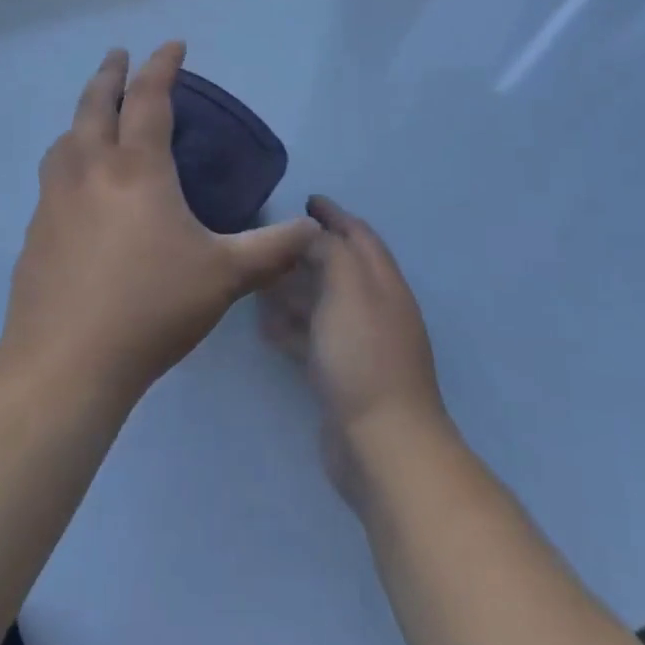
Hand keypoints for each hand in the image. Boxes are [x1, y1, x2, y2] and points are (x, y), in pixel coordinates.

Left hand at [5, 43, 318, 399]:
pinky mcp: (36, 230)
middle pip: (95, 104)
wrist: (67, 363)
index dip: (162, 66)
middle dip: (110, 73)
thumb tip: (312, 229)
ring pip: (66, 138)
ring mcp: (56, 199)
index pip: (149, 98)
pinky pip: (53, 175)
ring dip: (82, 115)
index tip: (174, 45)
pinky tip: (78, 185)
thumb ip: (272, 248)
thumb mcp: (225, 275)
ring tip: (95, 117)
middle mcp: (90, 170)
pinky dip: (68, 157)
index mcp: (137, 168)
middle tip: (119, 55)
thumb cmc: (152, 307)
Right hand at [261, 195, 450, 502]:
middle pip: (341, 269)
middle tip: (273, 241)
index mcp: (384, 283)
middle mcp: (376, 309)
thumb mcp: (348, 288)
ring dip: (296, 289)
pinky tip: (265, 326)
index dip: (335, 216)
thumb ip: (332, 252)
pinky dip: (293, 327)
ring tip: (259, 280)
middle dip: (310, 251)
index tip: (307, 200)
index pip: (359, 236)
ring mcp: (361, 345)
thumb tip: (316, 235)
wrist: (383, 444)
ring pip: (324, 305)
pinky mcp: (343, 377)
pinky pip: (314, 340)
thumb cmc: (364, 355)